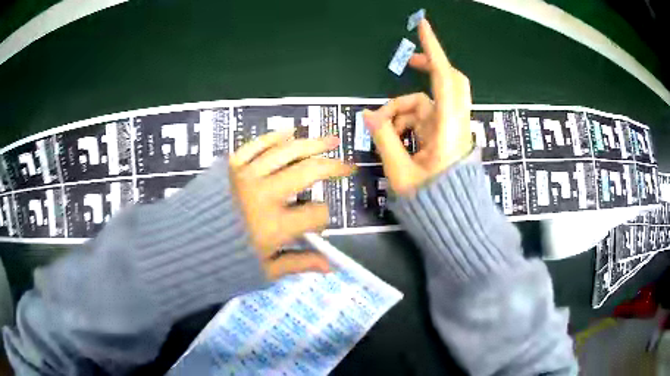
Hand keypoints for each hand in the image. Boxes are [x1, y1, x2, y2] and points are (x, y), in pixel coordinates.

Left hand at [229, 131, 353, 279]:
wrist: (183, 245)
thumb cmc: (224, 260)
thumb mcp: (264, 269)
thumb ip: (298, 263)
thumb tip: (330, 267)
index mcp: (274, 226)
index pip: (316, 214)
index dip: (323, 219)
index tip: (316, 225)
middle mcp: (264, 194)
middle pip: (308, 172)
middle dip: (333, 168)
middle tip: (347, 165)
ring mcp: (246, 175)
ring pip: (286, 152)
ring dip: (313, 144)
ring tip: (332, 140)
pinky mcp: (230, 165)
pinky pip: (256, 144)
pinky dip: (274, 136)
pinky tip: (291, 132)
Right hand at [363, 19, 472, 195]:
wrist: (456, 224)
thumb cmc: (431, 203)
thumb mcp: (401, 171)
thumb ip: (384, 138)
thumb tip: (369, 115)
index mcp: (448, 129)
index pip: (444, 78)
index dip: (434, 50)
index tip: (423, 26)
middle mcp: (454, 123)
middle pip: (447, 82)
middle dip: (428, 69)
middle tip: (408, 67)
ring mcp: (451, 129)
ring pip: (428, 102)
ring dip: (404, 109)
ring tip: (384, 130)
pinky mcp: (446, 136)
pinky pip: (426, 117)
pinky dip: (409, 121)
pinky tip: (396, 137)